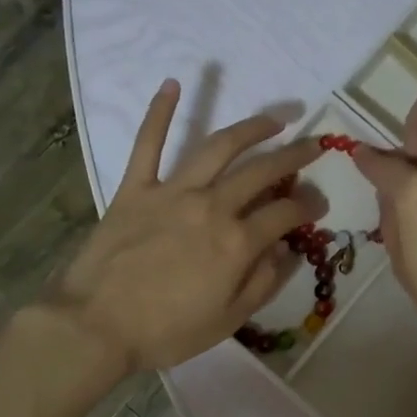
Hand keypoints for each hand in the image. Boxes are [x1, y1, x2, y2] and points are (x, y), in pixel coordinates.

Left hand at [50, 80, 324, 370]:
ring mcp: (172, 192)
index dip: (308, 206)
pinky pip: (148, 144)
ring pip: (218, 148)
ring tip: (273, 119)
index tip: (319, 204)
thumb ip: (263, 282)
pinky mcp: (135, 188)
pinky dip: (160, 113)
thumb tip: (286, 250)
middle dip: (294, 157)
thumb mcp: (228, 320)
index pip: (285, 214)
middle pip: (261, 172)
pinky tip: (173, 84)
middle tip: (313, 145)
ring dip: (250, 129)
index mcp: (237, 243)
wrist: (97, 326)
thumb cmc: (167, 331)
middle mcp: (212, 207)